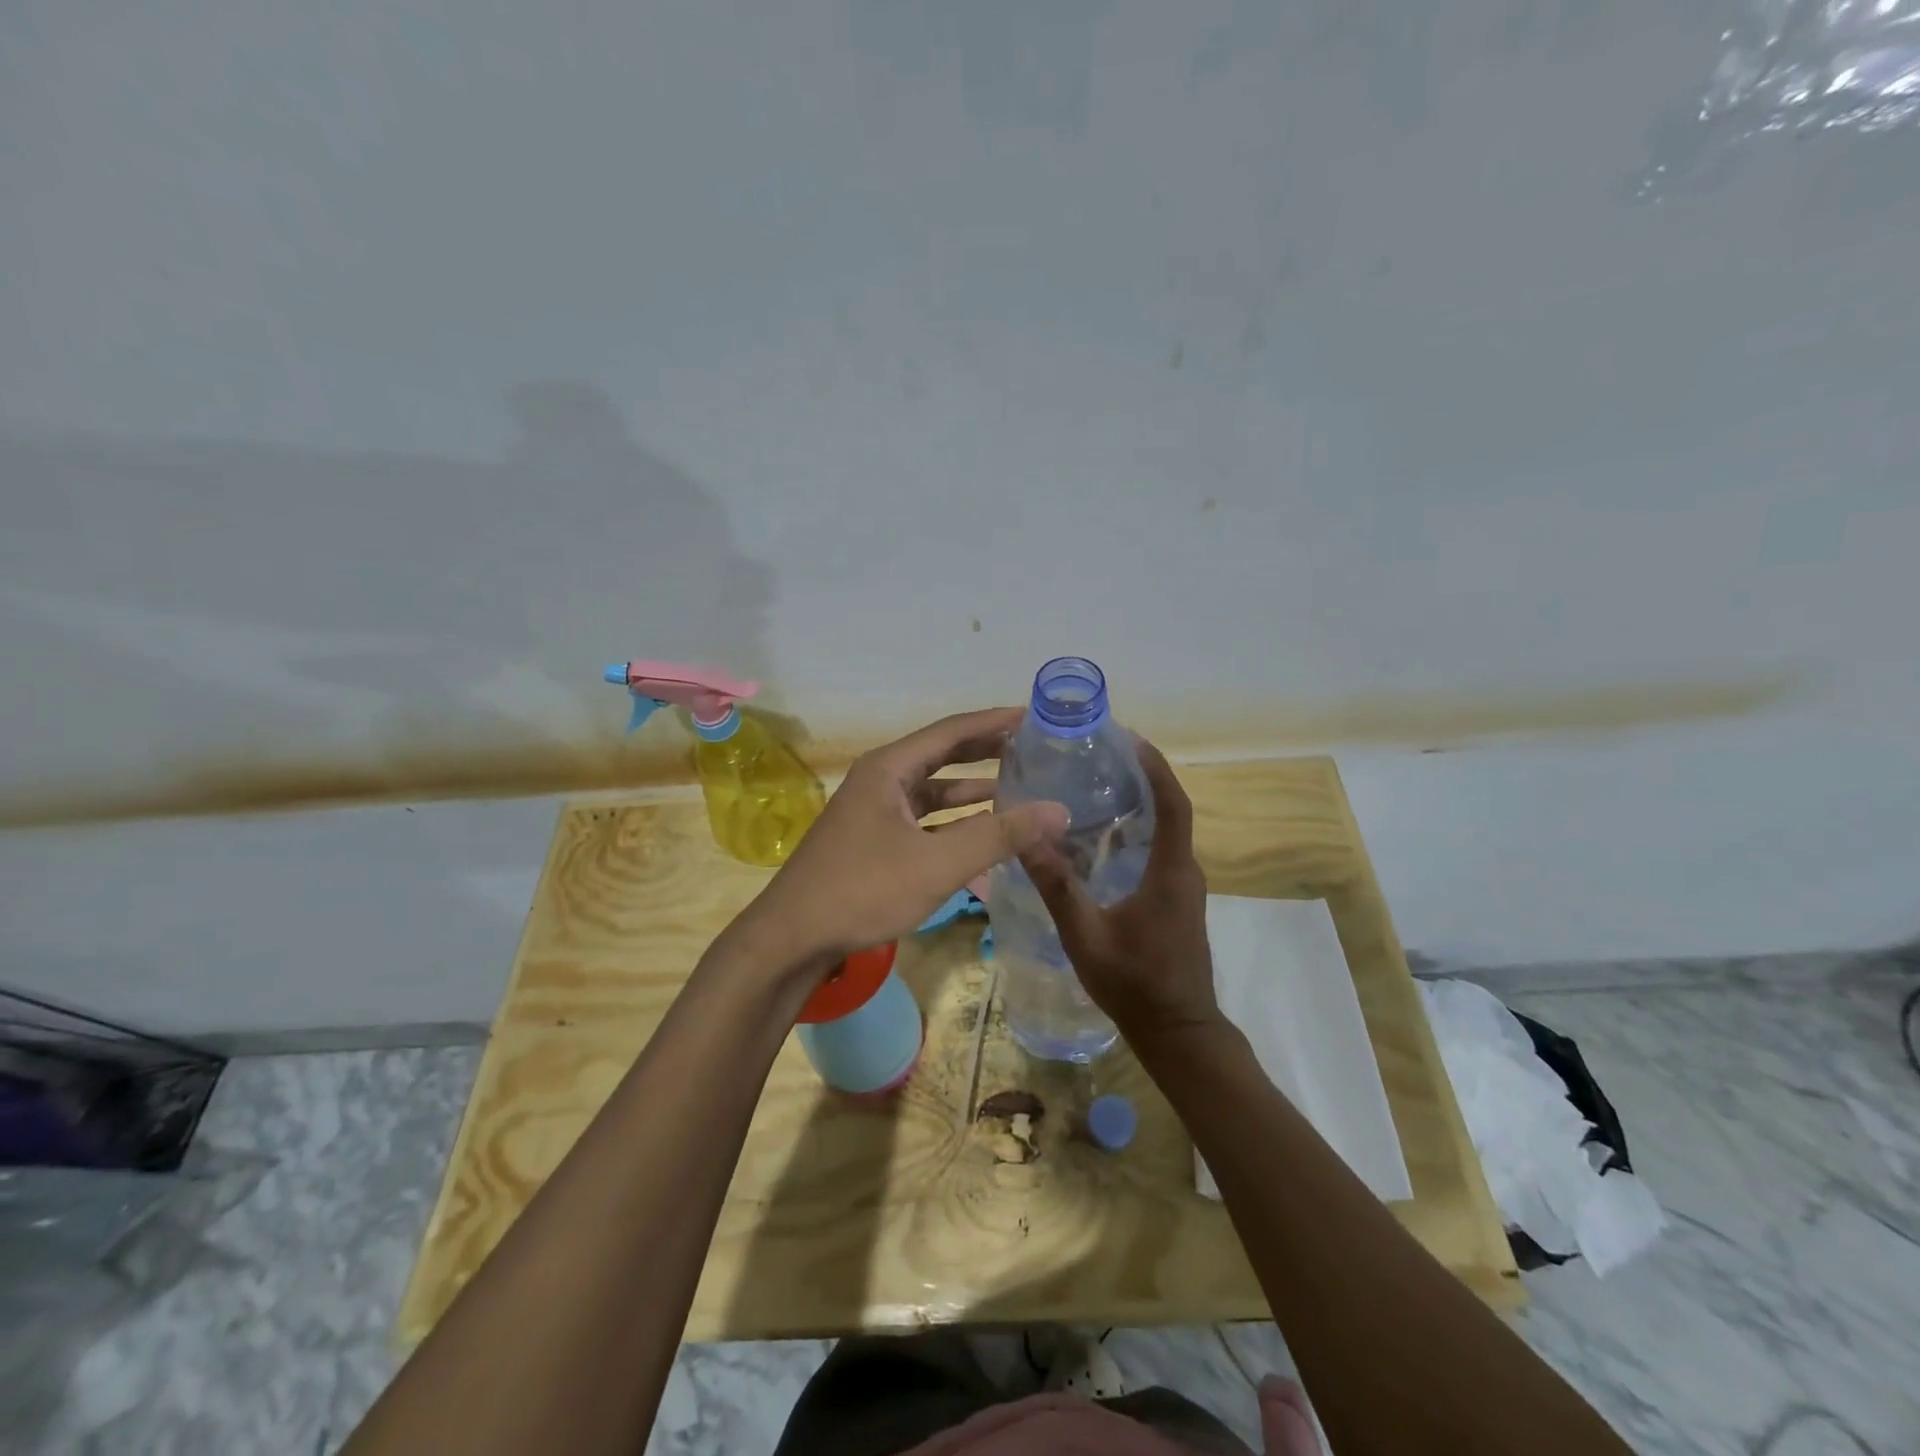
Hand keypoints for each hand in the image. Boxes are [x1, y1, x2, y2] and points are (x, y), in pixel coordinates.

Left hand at [732, 707, 1067, 973]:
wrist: (792, 939)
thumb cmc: (862, 890)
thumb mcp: (938, 863)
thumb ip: (999, 835)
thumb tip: (1059, 810)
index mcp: (889, 768)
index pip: (952, 731)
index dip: (995, 722)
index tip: (1035, 716)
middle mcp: (881, 780)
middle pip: (943, 755)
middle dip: (987, 751)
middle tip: (1033, 748)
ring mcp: (875, 811)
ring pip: (934, 791)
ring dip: (973, 790)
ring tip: (1020, 789)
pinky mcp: (874, 841)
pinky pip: (925, 820)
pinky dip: (955, 823)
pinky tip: (984, 834)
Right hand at [1018, 740, 1219, 1047]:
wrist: (1177, 1032)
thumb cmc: (1134, 984)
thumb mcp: (1086, 936)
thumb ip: (1058, 887)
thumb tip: (1027, 836)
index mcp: (1171, 871)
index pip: (1173, 803)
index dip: (1155, 767)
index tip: (1128, 739)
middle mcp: (1185, 870)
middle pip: (1170, 808)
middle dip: (1141, 776)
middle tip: (1097, 757)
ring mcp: (1184, 886)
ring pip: (1165, 830)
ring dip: (1139, 802)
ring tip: (1094, 785)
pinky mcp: (1177, 899)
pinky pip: (1160, 850)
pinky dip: (1137, 830)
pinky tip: (1101, 836)